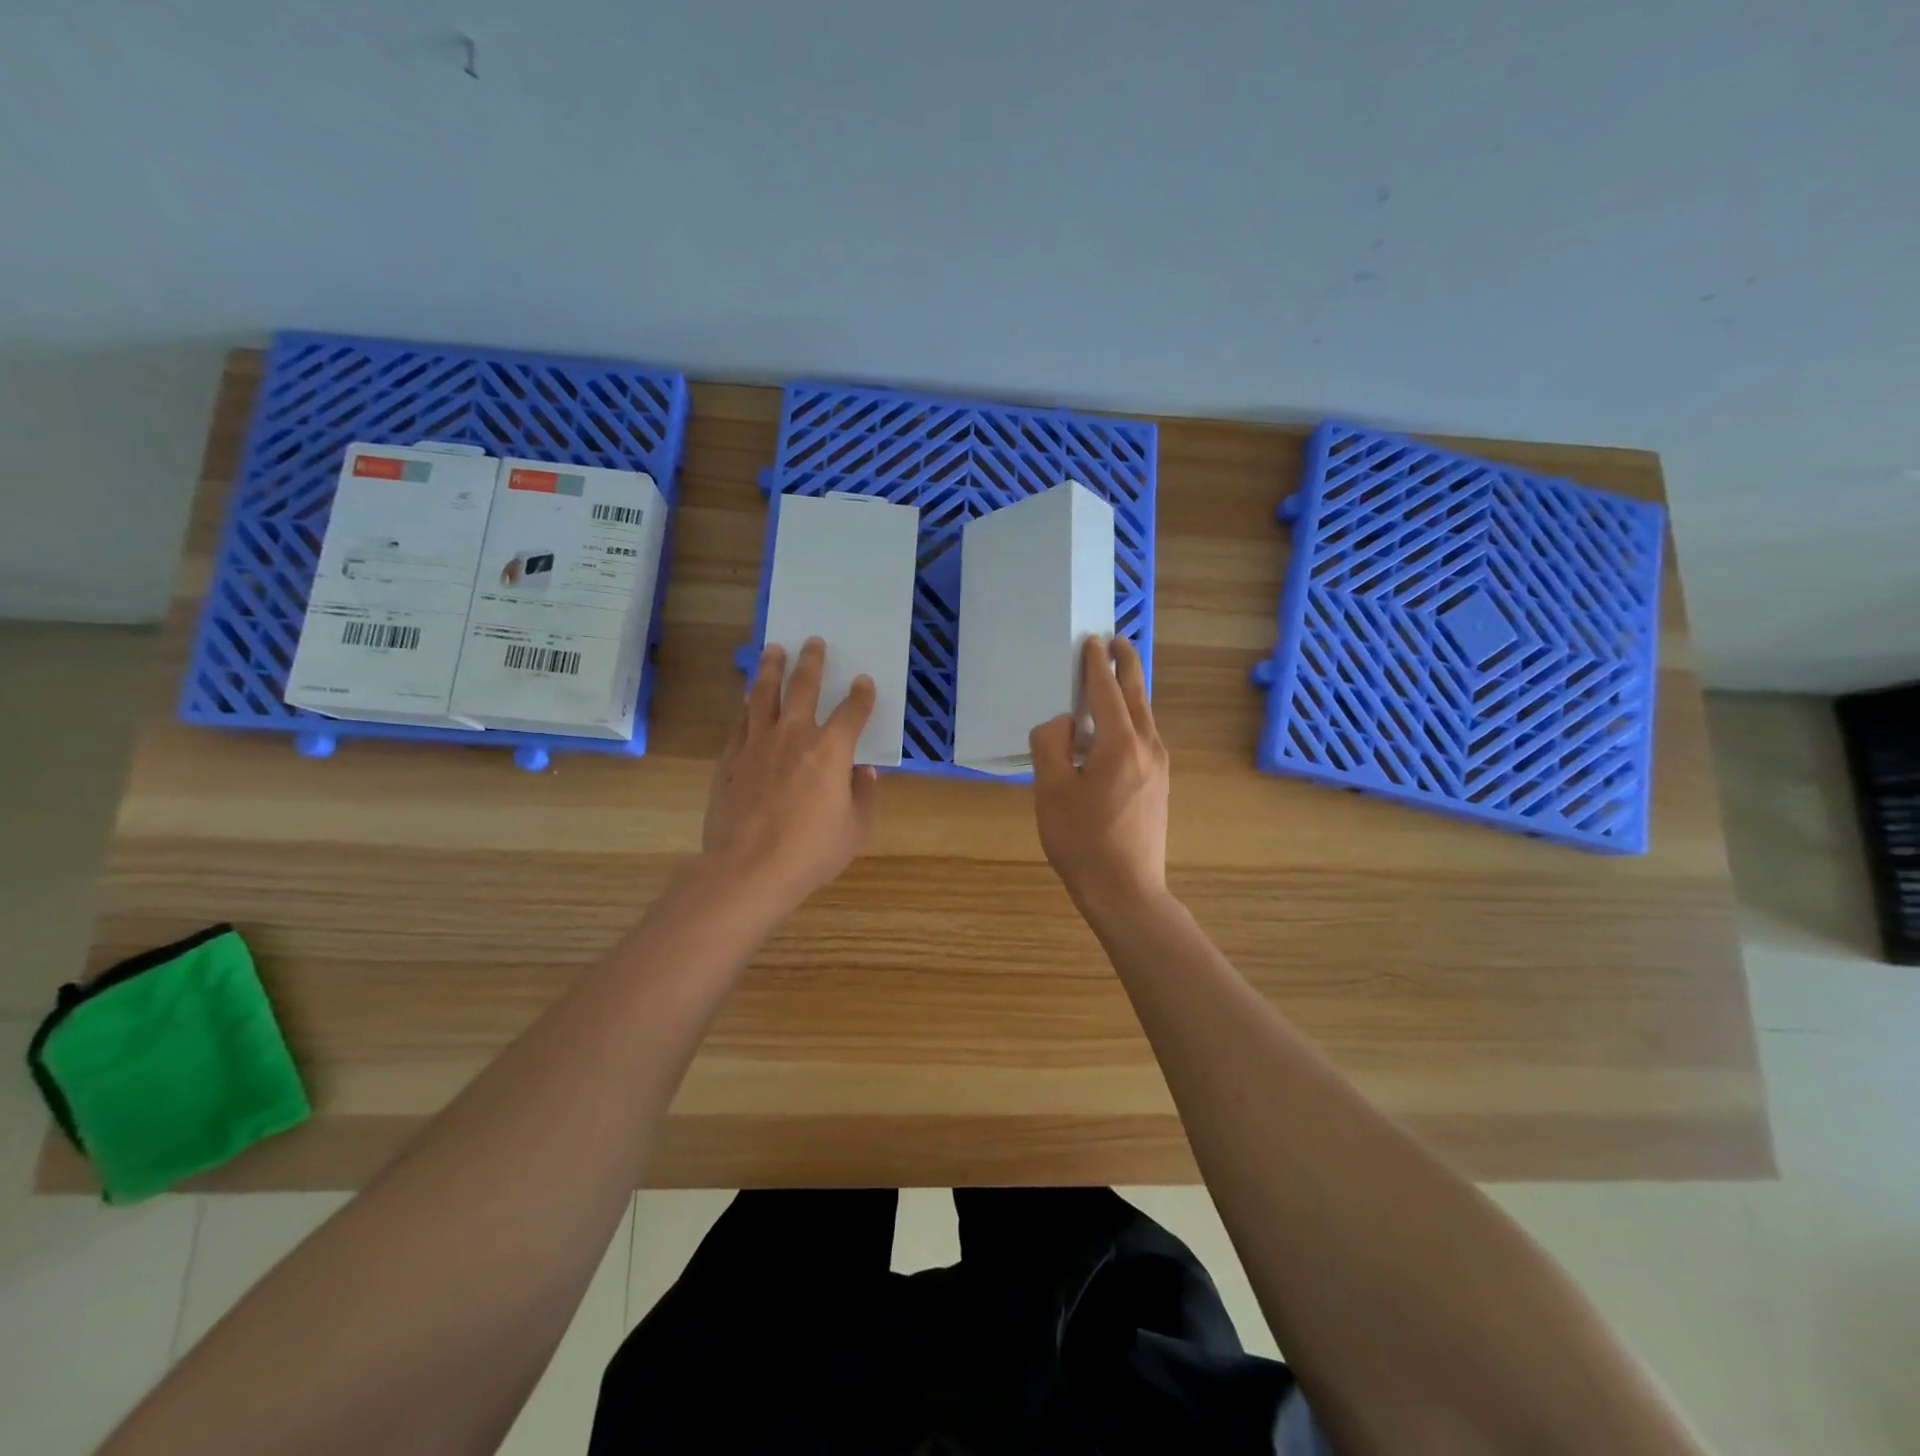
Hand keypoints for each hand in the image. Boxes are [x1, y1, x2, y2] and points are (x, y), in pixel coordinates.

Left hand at [703, 637, 879, 911]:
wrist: (748, 869)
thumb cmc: (811, 852)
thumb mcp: (855, 829)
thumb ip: (864, 796)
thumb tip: (864, 772)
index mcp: (830, 750)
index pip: (851, 712)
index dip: (861, 696)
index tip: (864, 682)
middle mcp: (793, 736)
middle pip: (802, 688)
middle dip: (812, 662)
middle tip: (813, 641)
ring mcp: (756, 745)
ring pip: (763, 696)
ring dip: (770, 670)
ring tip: (772, 650)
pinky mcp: (729, 761)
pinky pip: (739, 724)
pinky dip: (746, 707)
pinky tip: (747, 700)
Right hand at [1028, 635, 1169, 916]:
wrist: (1126, 891)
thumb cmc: (1082, 841)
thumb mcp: (1052, 790)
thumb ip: (1051, 745)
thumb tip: (1064, 723)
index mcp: (1120, 744)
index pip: (1107, 691)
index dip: (1096, 665)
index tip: (1091, 641)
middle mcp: (1148, 748)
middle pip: (1137, 696)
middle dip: (1127, 666)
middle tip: (1118, 641)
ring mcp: (1159, 768)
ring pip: (1145, 716)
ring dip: (1131, 691)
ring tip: (1117, 676)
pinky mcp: (1159, 786)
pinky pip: (1145, 736)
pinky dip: (1132, 717)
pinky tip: (1117, 727)